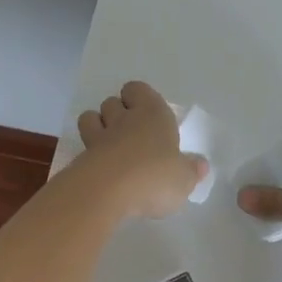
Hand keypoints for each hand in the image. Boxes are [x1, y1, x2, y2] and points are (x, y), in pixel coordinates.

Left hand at [73, 81, 208, 219]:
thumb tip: (200, 164)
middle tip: (131, 135)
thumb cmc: (154, 177)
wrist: (107, 192)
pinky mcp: (81, 157)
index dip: (139, 98)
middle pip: (112, 101)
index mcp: (153, 114)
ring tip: (110, 147)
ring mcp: (98, 137)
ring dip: (97, 127)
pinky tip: (100, 170)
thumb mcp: (184, 179)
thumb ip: (192, 170)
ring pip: (91, 117)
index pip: (138, 89)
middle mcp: (124, 119)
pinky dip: (89, 154)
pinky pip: (82, 147)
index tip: (147, 116)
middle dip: (117, 113)